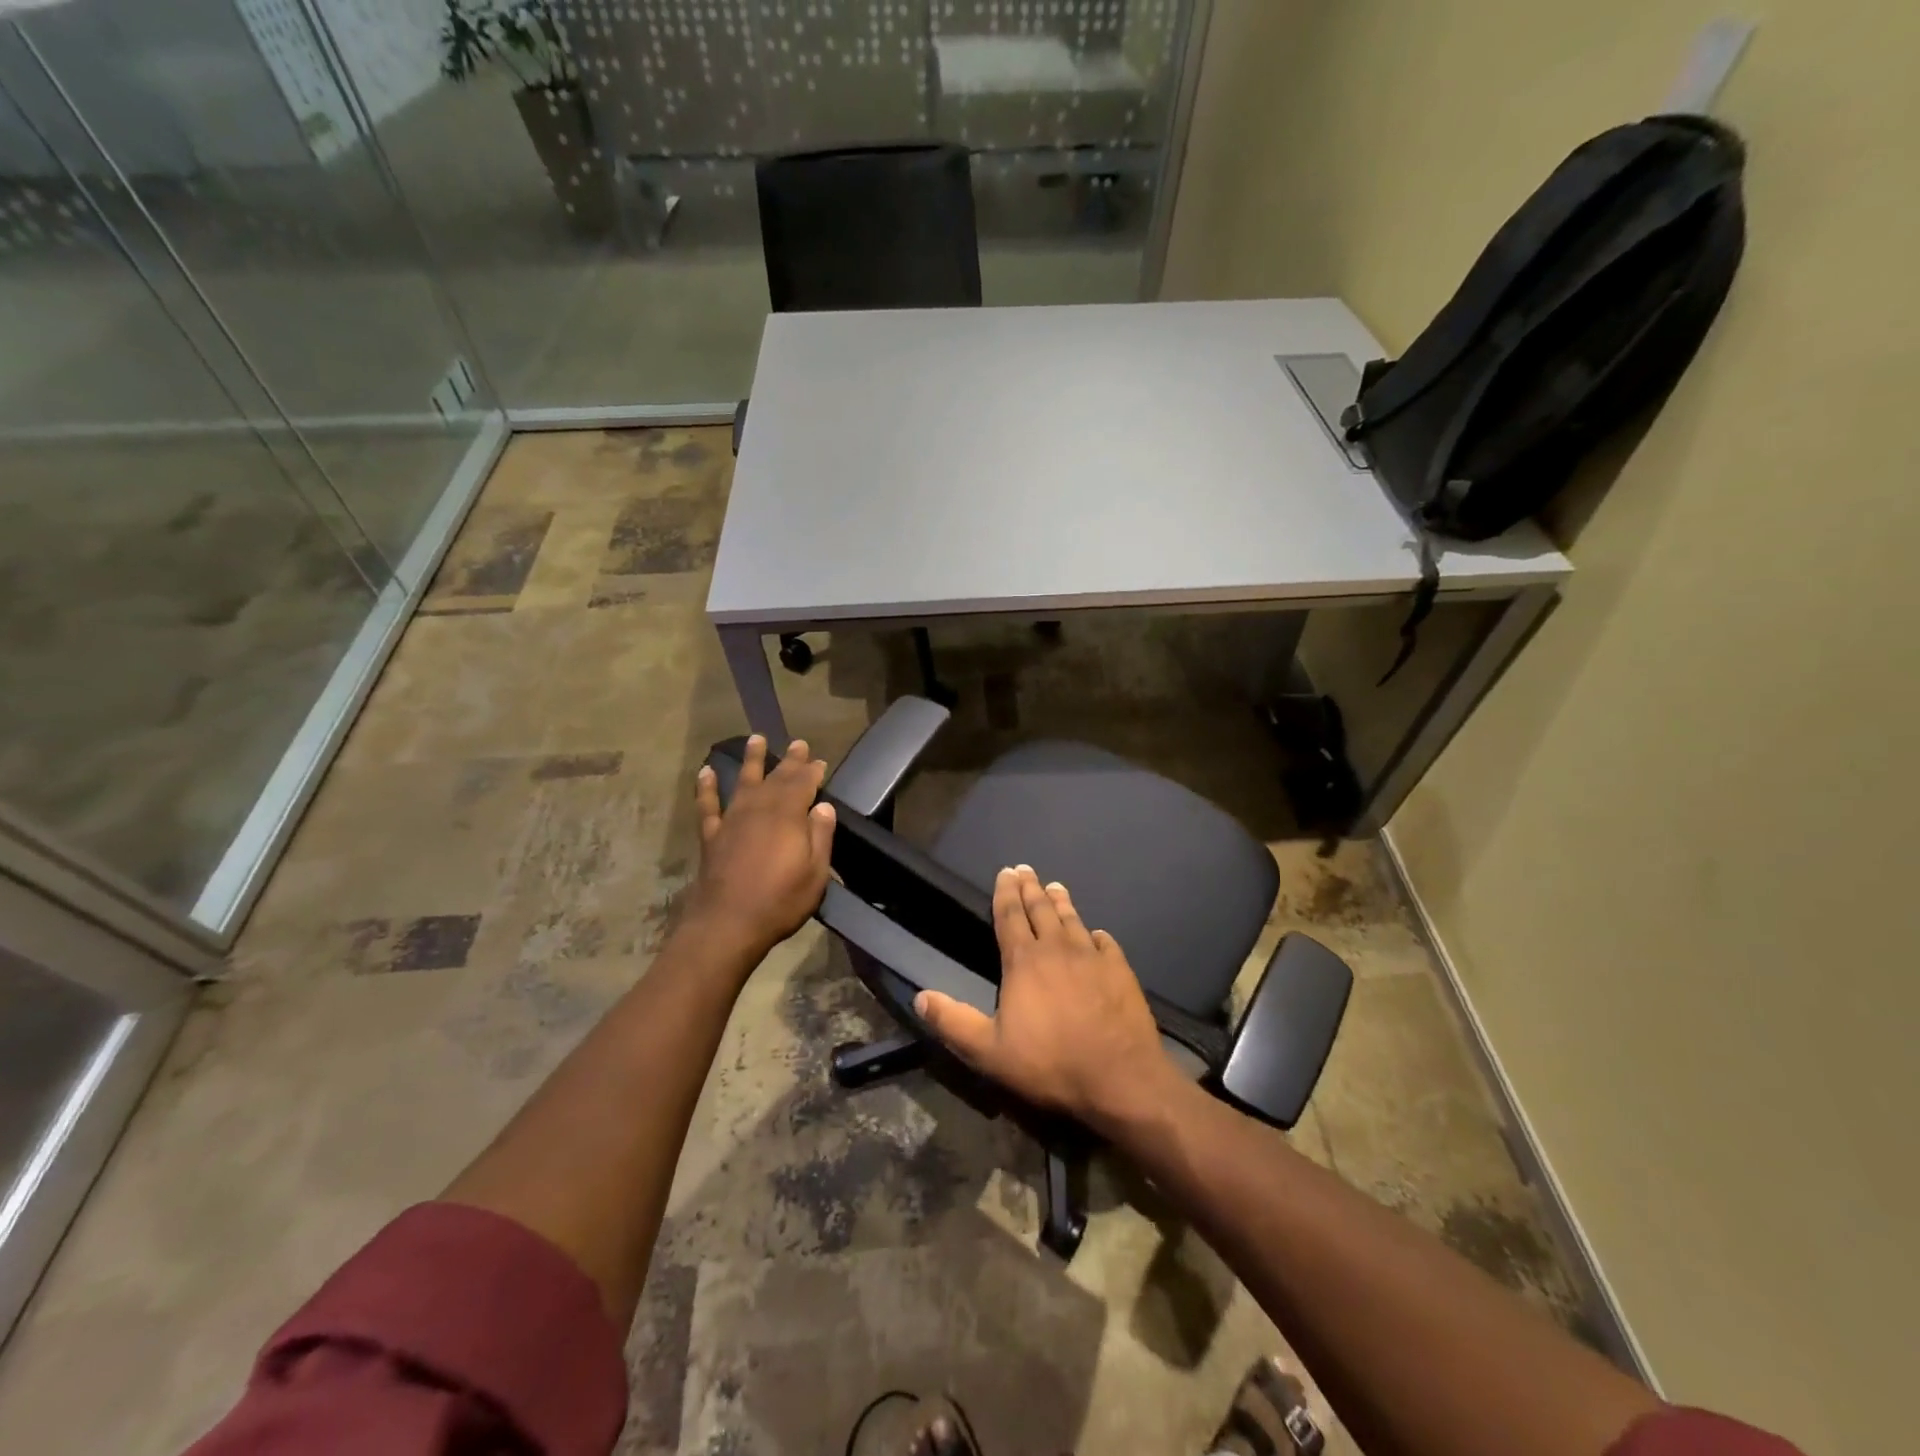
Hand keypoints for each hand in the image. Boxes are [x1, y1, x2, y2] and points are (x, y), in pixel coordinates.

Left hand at [688, 735, 835, 958]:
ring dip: (751, 760)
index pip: (803, 784)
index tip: (820, 761)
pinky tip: (705, 772)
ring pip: (743, 782)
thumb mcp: (815, 873)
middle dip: (790, 760)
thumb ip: (820, 836)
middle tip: (799, 743)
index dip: (812, 771)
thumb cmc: (780, 901)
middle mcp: (759, 809)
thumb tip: (824, 807)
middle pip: (777, 778)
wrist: (727, 924)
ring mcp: (732, 820)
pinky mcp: (712, 836)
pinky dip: (706, 788)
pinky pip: (708, 805)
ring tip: (756, 739)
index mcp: (788, 816)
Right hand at [912, 865, 1178, 1127]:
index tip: (1005, 872)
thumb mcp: (989, 1051)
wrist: (1120, 1077)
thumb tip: (920, 998)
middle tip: (1026, 869)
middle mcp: (1058, 949)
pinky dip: (1096, 935)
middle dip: (1031, 888)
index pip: (1010, 916)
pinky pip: (1105, 943)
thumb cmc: (1050, 1064)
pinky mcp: (1121, 970)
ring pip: (1072, 920)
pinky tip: (1096, 934)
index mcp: (1024, 961)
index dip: (1005, 893)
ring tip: (1056, 886)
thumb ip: (953, 1022)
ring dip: (1061, 902)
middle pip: (1041, 909)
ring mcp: (1093, 957)